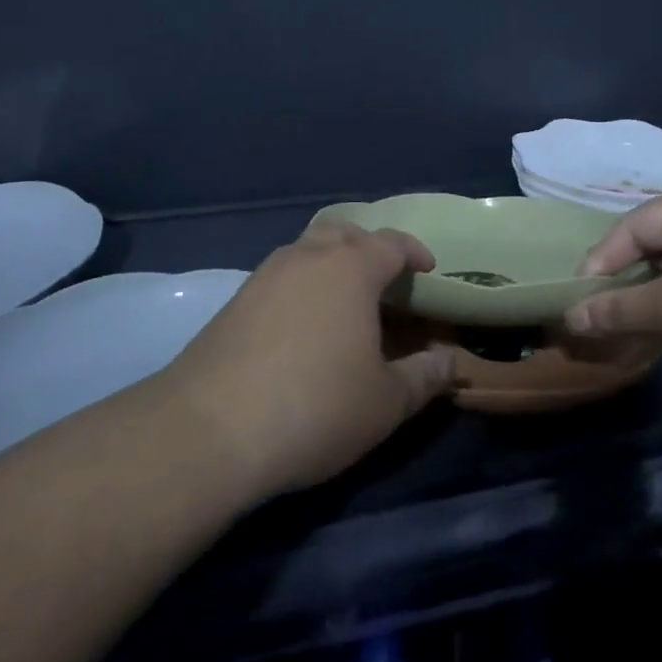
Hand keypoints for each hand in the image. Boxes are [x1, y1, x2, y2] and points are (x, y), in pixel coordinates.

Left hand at [161, 220, 454, 496]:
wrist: (209, 430)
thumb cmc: (315, 407)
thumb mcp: (385, 402)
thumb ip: (425, 377)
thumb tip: (451, 362)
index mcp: (351, 268)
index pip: (392, 242)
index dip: (414, 252)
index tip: (427, 269)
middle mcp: (308, 256)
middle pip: (344, 232)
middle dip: (368, 247)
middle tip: (383, 278)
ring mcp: (266, 274)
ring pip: (307, 249)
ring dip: (331, 262)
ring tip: (343, 299)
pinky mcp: (236, 299)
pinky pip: (281, 274)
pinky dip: (301, 284)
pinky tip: (302, 323)